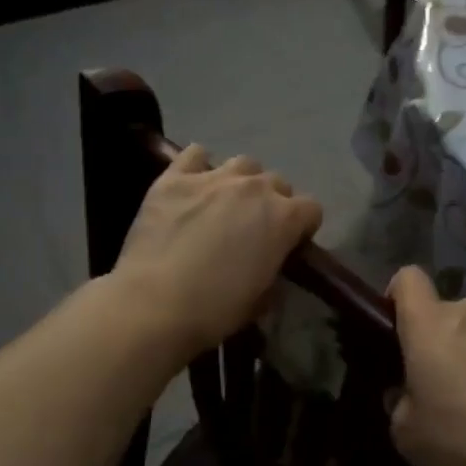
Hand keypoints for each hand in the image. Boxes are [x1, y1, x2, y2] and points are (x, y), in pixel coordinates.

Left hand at [111, 145, 322, 358]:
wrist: (154, 305)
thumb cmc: (214, 310)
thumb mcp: (260, 300)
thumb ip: (273, 273)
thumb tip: (268, 268)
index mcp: (284, 218)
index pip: (311, 209)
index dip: (303, 227)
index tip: (289, 244)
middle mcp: (255, 188)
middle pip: (277, 182)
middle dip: (272, 202)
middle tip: (253, 228)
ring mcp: (215, 177)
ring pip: (243, 164)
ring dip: (241, 181)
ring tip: (224, 203)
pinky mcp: (176, 177)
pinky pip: (196, 154)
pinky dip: (199, 165)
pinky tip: (193, 185)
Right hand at [387, 266, 465, 465]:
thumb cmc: (463, 443)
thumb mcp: (407, 436)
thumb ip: (398, 403)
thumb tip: (405, 391)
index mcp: (430, 325)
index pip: (407, 279)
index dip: (398, 296)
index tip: (399, 328)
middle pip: (447, 311)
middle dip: (441, 339)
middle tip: (442, 385)